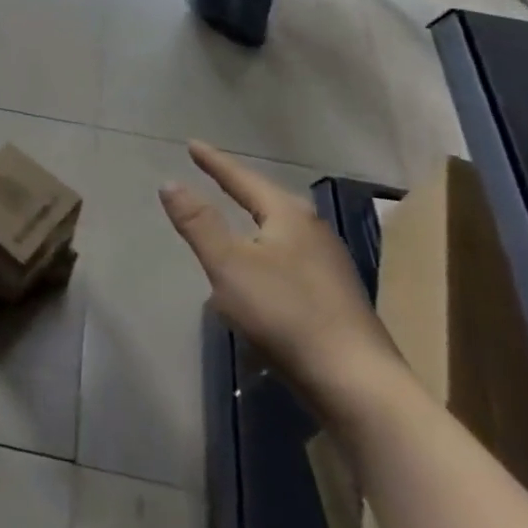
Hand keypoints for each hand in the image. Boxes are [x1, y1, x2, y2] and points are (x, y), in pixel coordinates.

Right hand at [161, 140, 402, 415]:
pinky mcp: (333, 295)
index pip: (242, 178)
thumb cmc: (285, 314)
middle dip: (238, 186)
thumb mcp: (229, 265)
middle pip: (267, 198)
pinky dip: (266, 249)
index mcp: (288, 215)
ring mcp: (328, 263)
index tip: (192, 144)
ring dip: (254, 219)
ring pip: (280, 228)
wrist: (357, 383)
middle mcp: (313, 230)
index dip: (214, 162)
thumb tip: (170, 182)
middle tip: (213, 172)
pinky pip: (289, 256)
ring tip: (234, 215)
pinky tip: (260, 269)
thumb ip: (198, 223)